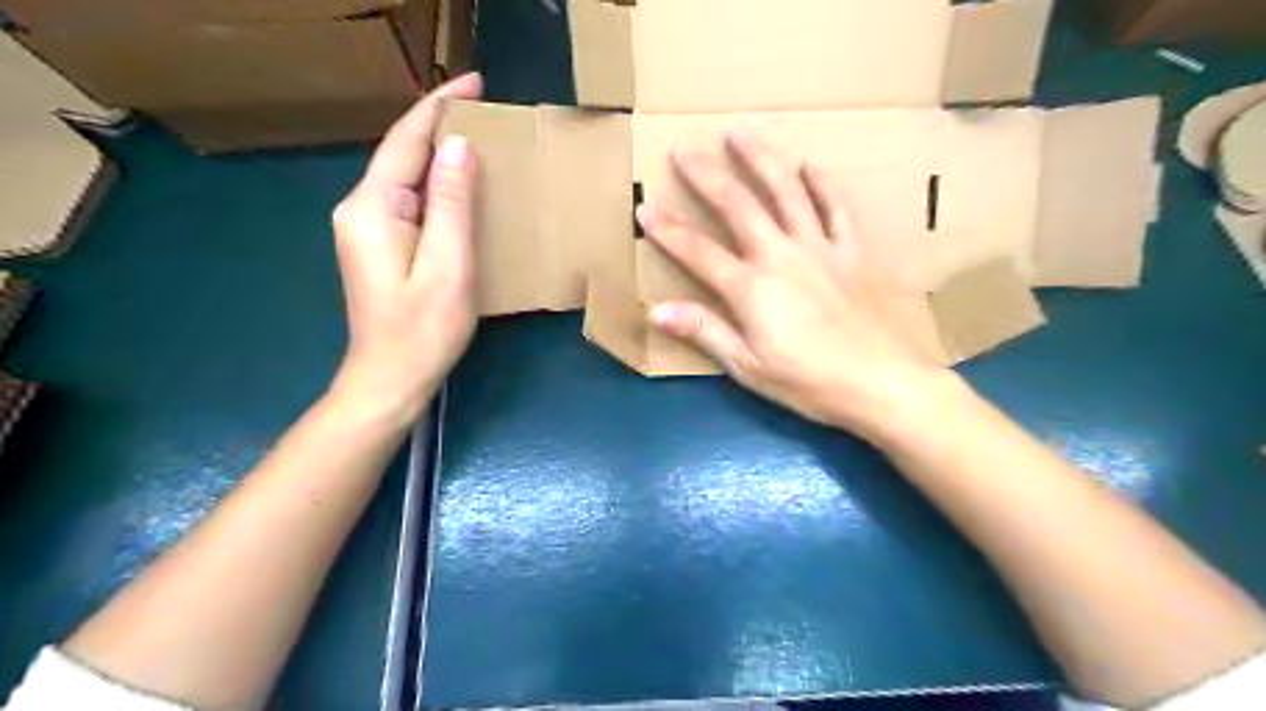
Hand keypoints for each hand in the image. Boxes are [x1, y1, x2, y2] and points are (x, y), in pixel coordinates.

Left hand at [327, 71, 482, 426]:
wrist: (390, 379)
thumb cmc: (423, 329)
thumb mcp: (448, 266)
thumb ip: (450, 204)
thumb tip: (458, 147)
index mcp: (372, 207)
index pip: (406, 141)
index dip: (439, 108)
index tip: (475, 83)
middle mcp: (360, 209)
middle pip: (401, 154)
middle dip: (439, 125)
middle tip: (484, 108)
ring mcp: (366, 228)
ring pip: (406, 176)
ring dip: (438, 153)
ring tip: (479, 137)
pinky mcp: (378, 246)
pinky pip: (410, 200)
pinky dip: (435, 184)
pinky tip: (460, 184)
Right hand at [645, 130, 959, 440]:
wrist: (881, 382)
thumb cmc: (809, 382)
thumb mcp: (747, 367)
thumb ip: (704, 331)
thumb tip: (656, 311)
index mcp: (751, 288)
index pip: (698, 252)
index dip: (667, 231)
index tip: (644, 208)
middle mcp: (781, 256)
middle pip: (738, 205)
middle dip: (707, 175)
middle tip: (685, 150)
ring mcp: (820, 249)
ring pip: (787, 192)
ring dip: (761, 159)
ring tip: (740, 132)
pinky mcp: (852, 252)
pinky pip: (837, 209)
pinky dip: (823, 185)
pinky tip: (810, 165)